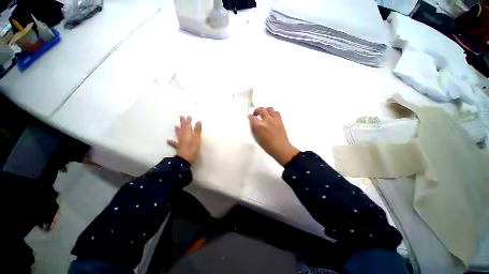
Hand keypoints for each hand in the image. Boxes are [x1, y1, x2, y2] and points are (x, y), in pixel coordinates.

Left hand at [167, 116, 201, 163]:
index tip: (188, 116)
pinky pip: (174, 143)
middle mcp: (183, 136)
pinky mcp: (179, 147)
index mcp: (188, 133)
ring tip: (175, 125)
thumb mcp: (197, 138)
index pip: (188, 125)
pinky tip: (168, 140)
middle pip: (182, 128)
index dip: (188, 120)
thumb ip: (197, 130)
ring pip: (178, 134)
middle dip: (182, 122)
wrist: (185, 158)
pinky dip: (171, 141)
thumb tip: (198, 121)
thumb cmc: (192, 148)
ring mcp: (180, 141)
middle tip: (181, 116)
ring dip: (177, 129)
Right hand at [249, 107, 298, 165]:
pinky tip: (271, 116)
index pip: (252, 117)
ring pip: (269, 108)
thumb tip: (252, 123)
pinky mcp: (280, 120)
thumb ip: (253, 129)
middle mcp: (267, 120)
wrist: (281, 148)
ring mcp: (274, 119)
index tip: (250, 117)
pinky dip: (273, 112)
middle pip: (261, 109)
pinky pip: (276, 112)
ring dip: (265, 110)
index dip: (250, 117)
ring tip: (264, 113)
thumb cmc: (268, 146)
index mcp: (259, 126)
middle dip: (256, 110)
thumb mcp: (256, 139)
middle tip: (255, 114)